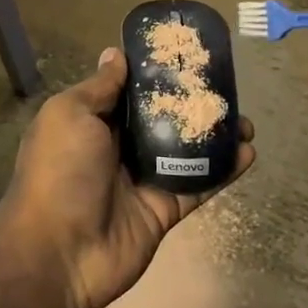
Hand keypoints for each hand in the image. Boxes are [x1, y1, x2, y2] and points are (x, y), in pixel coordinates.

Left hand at [0, 47, 255, 307]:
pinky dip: (223, 171)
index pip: (128, 90)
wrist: (58, 253)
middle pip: (161, 118)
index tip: (186, 54)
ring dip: (214, 136)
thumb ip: (99, 87)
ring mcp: (142, 180)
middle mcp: (116, 147)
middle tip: (226, 88)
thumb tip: (116, 53)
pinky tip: (248, 153)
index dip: (154, 72)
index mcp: (91, 121)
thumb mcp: (70, 115)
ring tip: (245, 121)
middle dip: (191, 103)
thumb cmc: (60, 172)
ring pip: (185, 151)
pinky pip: (197, 185)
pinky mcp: (163, 210)